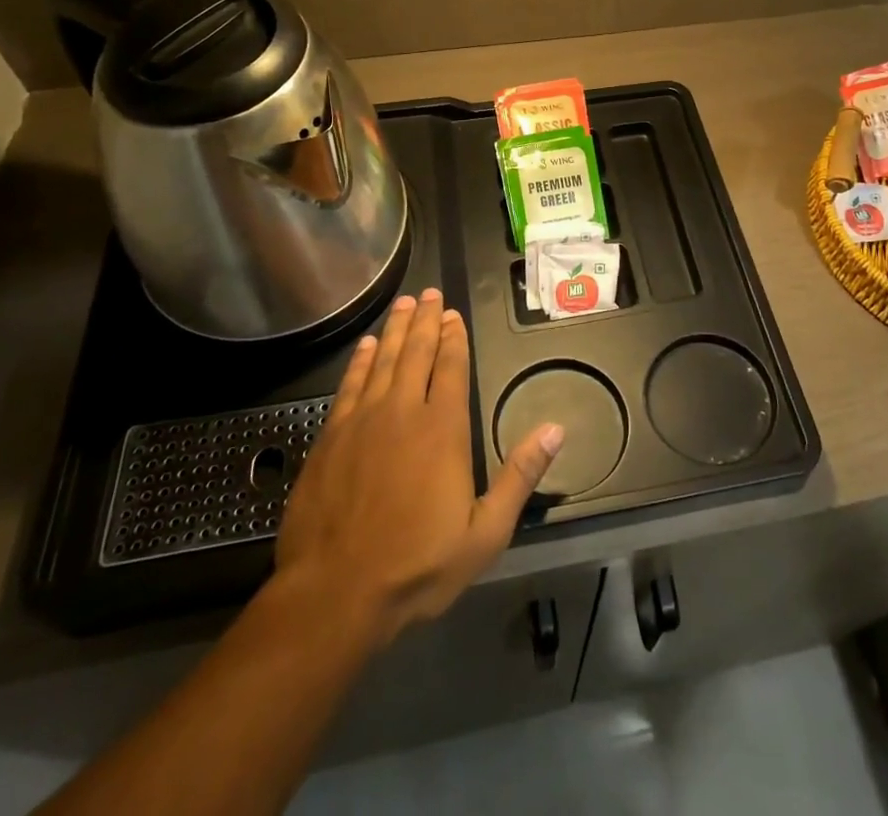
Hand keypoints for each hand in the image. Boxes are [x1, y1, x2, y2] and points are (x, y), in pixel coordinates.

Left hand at [271, 289, 563, 647]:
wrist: (334, 594)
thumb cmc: (417, 566)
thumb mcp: (484, 533)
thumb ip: (520, 476)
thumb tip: (556, 429)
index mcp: (443, 429)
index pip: (451, 367)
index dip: (454, 337)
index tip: (453, 314)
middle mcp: (403, 411)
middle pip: (417, 352)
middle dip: (425, 320)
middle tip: (428, 293)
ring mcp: (363, 420)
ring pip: (383, 360)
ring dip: (395, 330)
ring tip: (404, 304)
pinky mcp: (331, 436)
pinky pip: (350, 384)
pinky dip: (360, 360)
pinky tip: (366, 346)